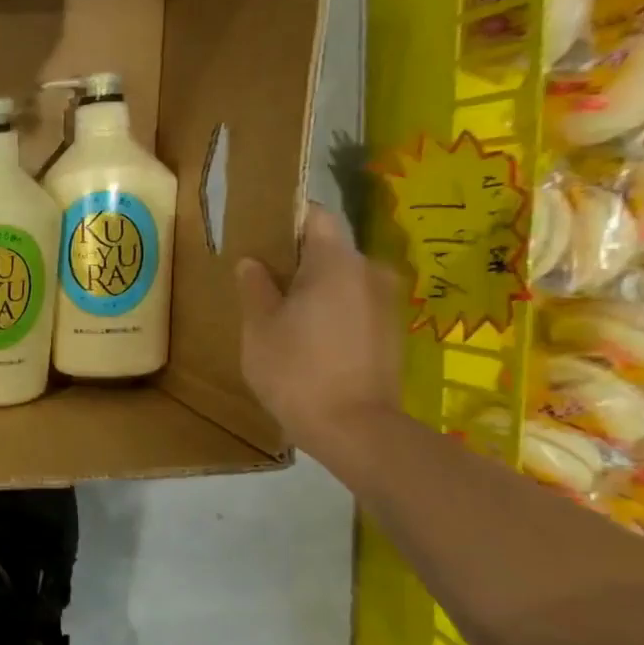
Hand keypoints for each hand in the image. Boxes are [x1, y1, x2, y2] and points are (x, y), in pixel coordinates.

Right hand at [236, 204, 401, 459]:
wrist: (354, 428)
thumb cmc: (296, 370)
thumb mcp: (259, 328)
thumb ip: (255, 287)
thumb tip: (253, 263)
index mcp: (335, 263)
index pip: (316, 216)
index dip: (288, 217)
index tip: (260, 233)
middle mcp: (369, 272)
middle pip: (330, 249)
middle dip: (297, 258)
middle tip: (260, 280)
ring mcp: (385, 303)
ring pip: (342, 279)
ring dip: (314, 288)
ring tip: (281, 313)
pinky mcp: (390, 331)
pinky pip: (354, 304)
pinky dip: (331, 310)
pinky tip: (307, 338)